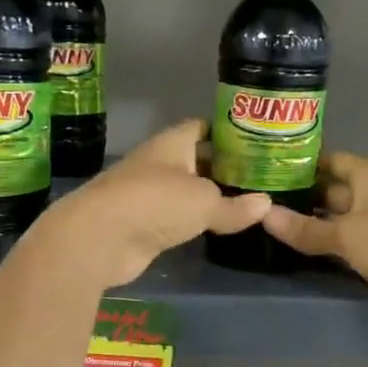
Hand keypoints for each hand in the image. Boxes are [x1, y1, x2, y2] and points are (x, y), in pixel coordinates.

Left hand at [45, 120, 270, 286]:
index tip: (254, 143)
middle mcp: (159, 163)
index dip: (227, 133)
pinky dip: (194, 222)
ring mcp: (148, 195)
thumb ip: (235, 205)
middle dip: (223, 168)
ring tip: (246, 203)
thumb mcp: (205, 202)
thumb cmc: (156, 202)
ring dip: (209, 197)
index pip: (202, 128)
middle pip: (196, 160)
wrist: (101, 238)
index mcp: (172, 143)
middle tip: (259, 178)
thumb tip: (266, 204)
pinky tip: (217, 228)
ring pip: (186, 191)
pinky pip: (176, 218)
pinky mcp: (142, 225)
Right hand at [260, 151, 367, 325]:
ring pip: (333, 217)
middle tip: (256, 200)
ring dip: (307, 222)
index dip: (299, 164)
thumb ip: (305, 228)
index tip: (264, 169)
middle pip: (329, 189)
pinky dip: (321, 243)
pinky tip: (292, 245)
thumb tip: (263, 215)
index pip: (327, 160)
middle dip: (298, 195)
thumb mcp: (347, 233)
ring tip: (264, 221)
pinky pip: (341, 242)